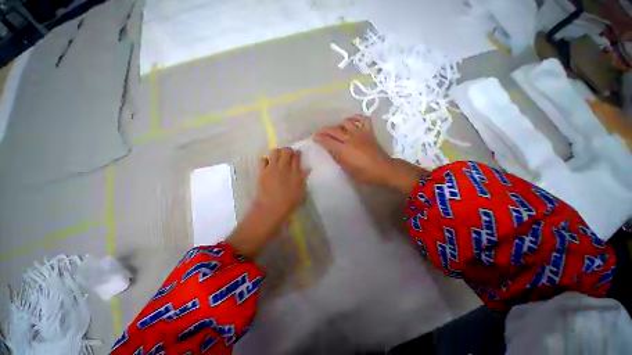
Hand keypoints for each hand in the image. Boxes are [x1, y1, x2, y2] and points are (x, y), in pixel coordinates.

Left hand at [227, 147, 306, 258]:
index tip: (297, 154)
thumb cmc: (289, 201)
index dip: (297, 153)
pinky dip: (266, 160)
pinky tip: (268, 165)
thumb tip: (307, 168)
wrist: (272, 207)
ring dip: (277, 152)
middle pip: (286, 151)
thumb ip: (304, 178)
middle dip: (288, 150)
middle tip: (288, 155)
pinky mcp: (262, 171)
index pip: (297, 156)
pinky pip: (263, 159)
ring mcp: (272, 168)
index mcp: (295, 171)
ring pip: (274, 151)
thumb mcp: (301, 191)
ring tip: (278, 158)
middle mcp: (284, 167)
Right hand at [314, 115, 428, 193]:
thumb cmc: (364, 174)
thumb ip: (338, 158)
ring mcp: (360, 133)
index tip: (314, 138)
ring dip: (338, 124)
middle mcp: (350, 138)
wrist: (383, 169)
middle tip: (320, 133)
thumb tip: (331, 150)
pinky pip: (362, 119)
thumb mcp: (347, 169)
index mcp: (343, 149)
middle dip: (324, 130)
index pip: (327, 140)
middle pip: (333, 130)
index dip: (319, 138)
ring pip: (345, 122)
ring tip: (335, 129)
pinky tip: (351, 120)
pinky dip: (355, 118)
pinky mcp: (368, 131)